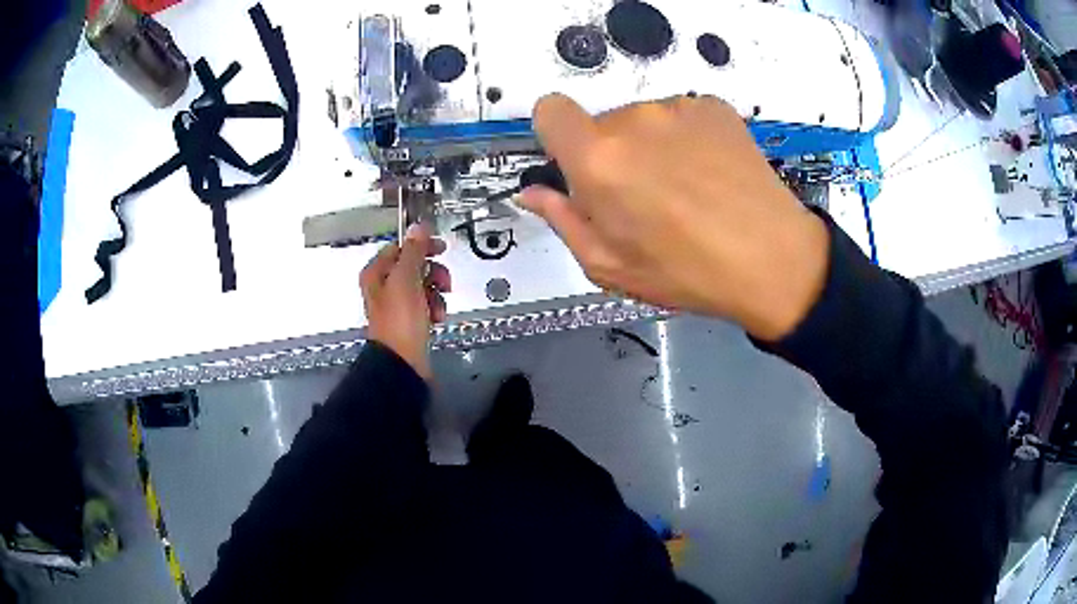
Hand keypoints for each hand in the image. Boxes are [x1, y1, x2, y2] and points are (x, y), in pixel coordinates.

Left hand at [361, 224, 450, 379]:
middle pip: (414, 266)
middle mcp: (384, 287)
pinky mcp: (410, 321)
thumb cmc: (400, 320)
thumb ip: (413, 251)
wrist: (403, 362)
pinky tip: (437, 317)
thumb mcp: (406, 279)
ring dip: (436, 292)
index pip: (400, 247)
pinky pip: (426, 305)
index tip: (440, 248)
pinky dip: (435, 308)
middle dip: (433, 272)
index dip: (421, 246)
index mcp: (377, 273)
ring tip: (438, 305)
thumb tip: (418, 228)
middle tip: (444, 281)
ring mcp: (397, 305)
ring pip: (423, 285)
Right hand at [519, 94, 830, 341]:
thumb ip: (563, 220)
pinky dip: (685, 138)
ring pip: (643, 120)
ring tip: (684, 189)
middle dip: (610, 154)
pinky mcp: (713, 107)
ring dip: (651, 146)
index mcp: (598, 160)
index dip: (556, 135)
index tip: (575, 162)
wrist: (773, 259)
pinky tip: (709, 173)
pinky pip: (680, 116)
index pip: (549, 110)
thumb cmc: (688, 272)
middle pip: (601, 123)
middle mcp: (634, 120)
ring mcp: (678, 108)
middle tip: (642, 197)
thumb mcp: (610, 266)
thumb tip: (534, 193)